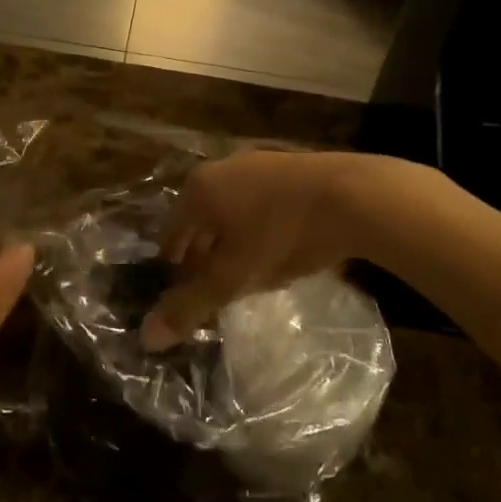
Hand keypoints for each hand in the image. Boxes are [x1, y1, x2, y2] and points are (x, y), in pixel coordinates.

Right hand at [142, 150, 376, 350]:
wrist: (353, 196)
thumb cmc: (281, 234)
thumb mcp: (234, 276)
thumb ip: (191, 305)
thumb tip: (146, 337)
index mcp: (199, 189)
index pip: (169, 231)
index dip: (170, 264)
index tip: (177, 290)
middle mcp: (221, 169)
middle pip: (199, 218)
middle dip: (200, 252)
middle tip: (207, 287)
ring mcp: (257, 163)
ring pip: (230, 209)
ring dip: (229, 240)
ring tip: (239, 272)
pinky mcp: (289, 167)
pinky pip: (258, 202)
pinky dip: (256, 226)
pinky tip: (272, 249)